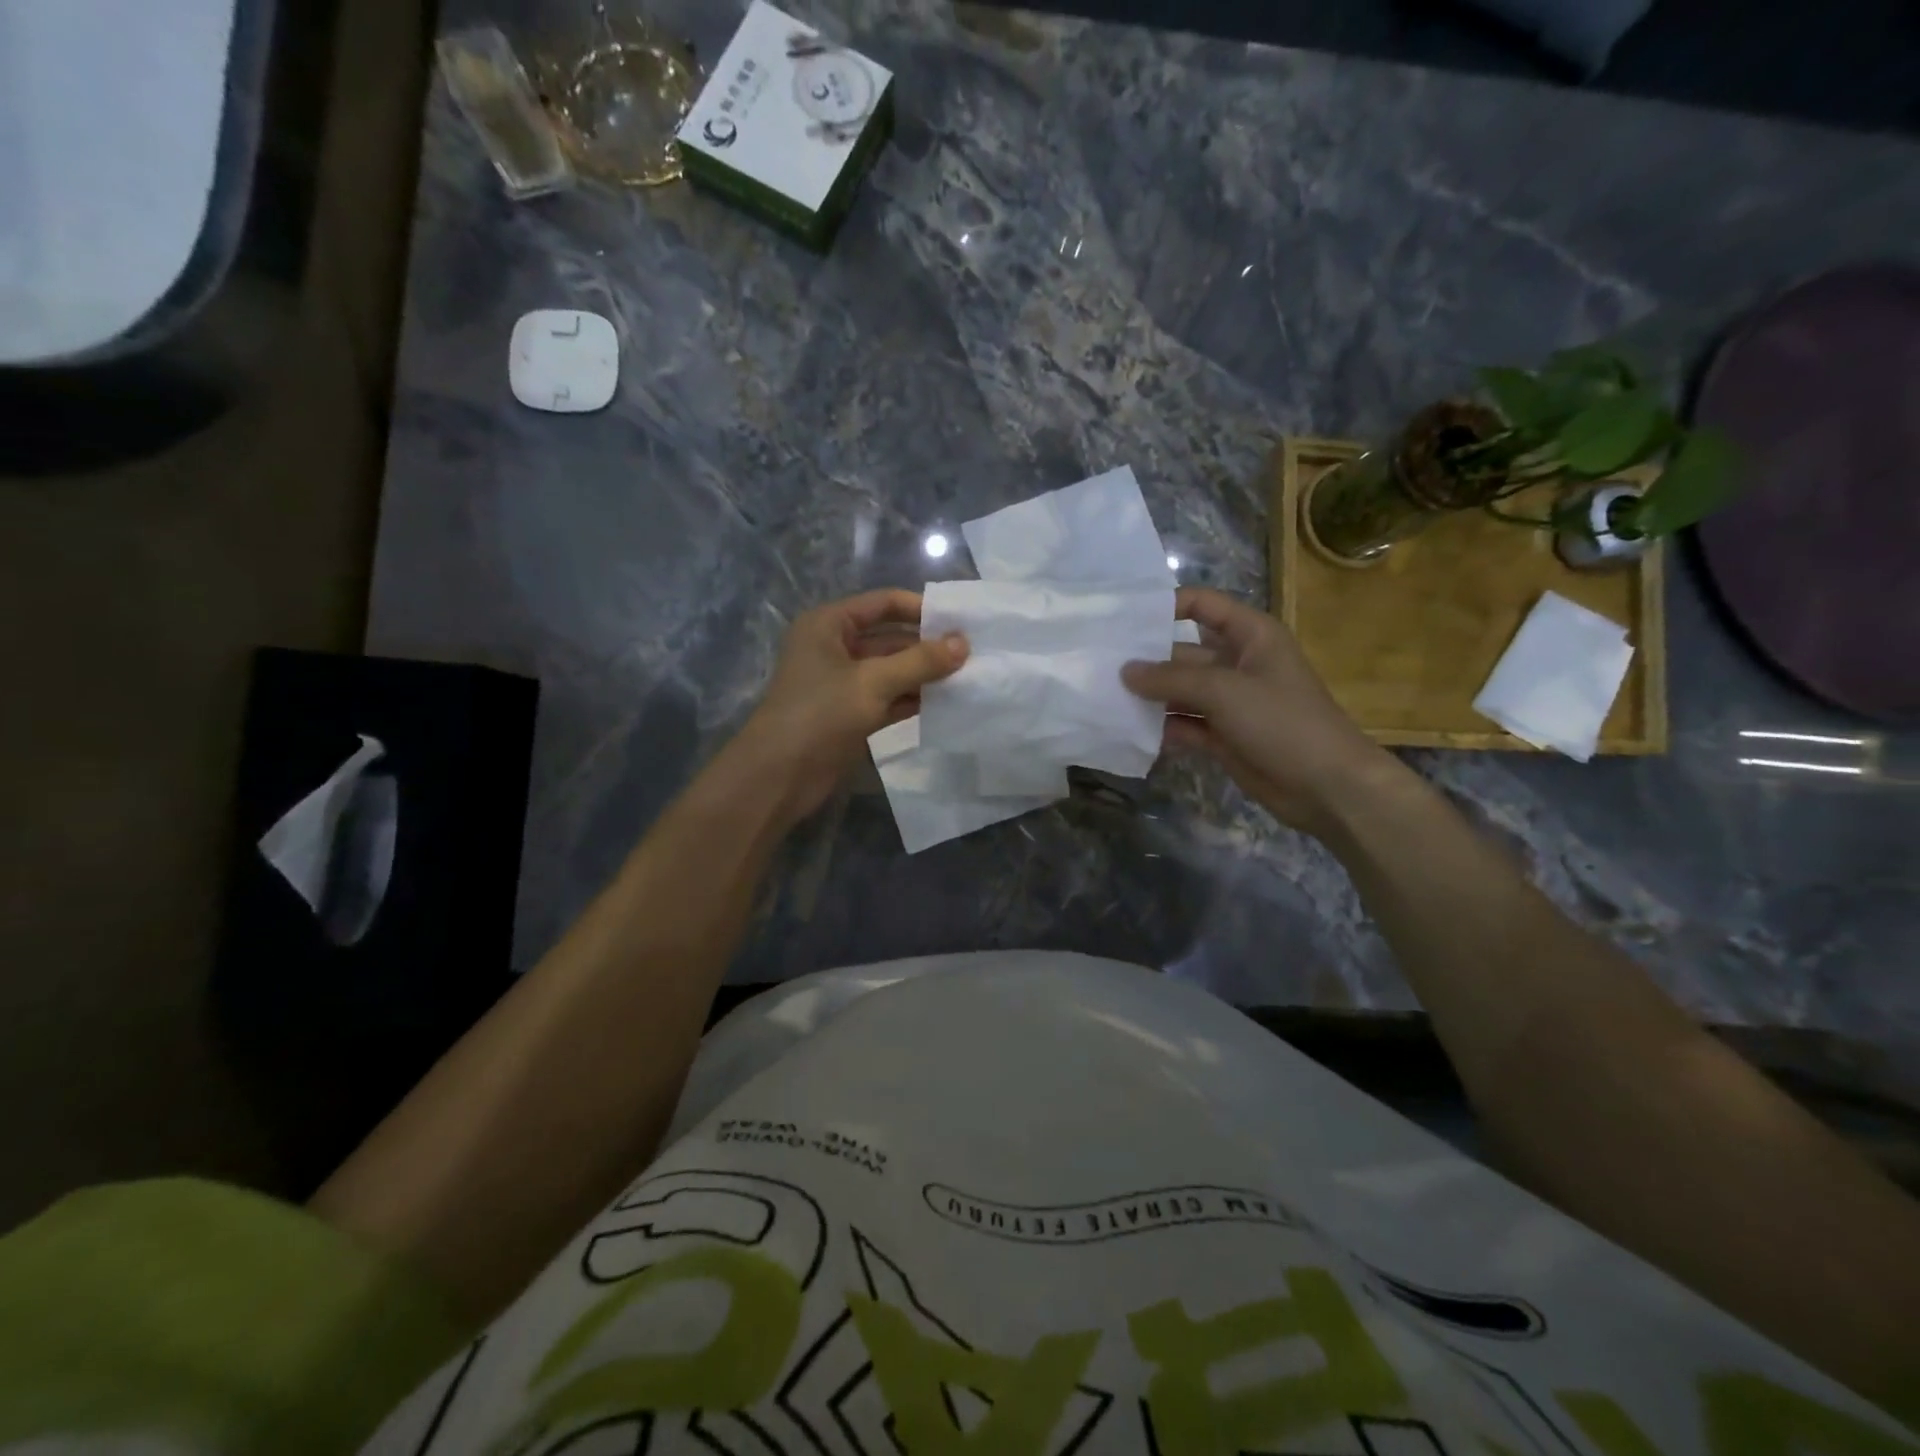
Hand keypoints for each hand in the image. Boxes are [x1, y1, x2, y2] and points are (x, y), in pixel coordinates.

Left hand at [731, 589, 967, 823]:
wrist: (779, 775)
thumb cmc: (820, 714)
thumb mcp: (872, 682)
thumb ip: (920, 661)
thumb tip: (964, 643)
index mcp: (829, 625)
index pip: (883, 604)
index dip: (921, 609)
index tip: (961, 622)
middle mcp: (835, 648)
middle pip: (890, 638)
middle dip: (928, 647)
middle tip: (974, 654)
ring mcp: (843, 683)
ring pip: (892, 671)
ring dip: (925, 676)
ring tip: (969, 678)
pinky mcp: (851, 714)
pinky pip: (889, 698)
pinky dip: (914, 700)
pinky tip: (947, 703)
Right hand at [1122, 588, 1409, 836]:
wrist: (1326, 786)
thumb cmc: (1282, 722)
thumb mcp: (1225, 691)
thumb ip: (1171, 679)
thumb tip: (1125, 671)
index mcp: (1249, 636)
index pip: (1202, 605)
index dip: (1166, 606)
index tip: (1123, 618)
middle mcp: (1237, 663)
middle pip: (1182, 652)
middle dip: (1146, 659)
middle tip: (1098, 664)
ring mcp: (1229, 702)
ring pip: (1180, 691)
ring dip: (1149, 697)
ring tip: (1103, 697)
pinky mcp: (1222, 736)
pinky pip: (1184, 724)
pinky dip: (1162, 727)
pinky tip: (1128, 730)